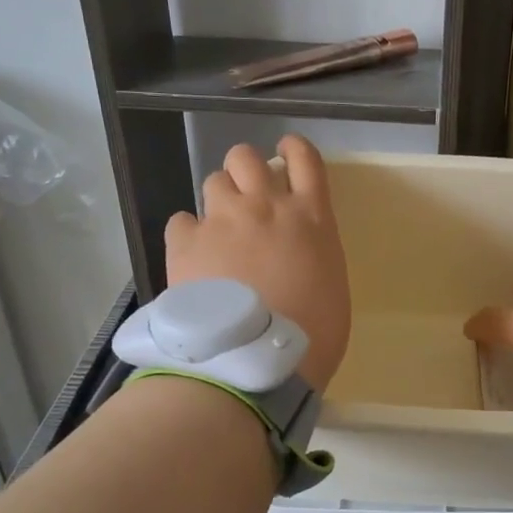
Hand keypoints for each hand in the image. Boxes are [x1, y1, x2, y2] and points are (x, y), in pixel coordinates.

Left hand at [164, 136, 350, 391]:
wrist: (257, 363)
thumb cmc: (313, 335)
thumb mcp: (331, 284)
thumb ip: (314, 250)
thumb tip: (298, 249)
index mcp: (311, 217)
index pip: (304, 158)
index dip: (292, 149)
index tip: (285, 153)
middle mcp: (266, 206)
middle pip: (246, 157)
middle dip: (245, 170)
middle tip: (247, 197)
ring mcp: (224, 221)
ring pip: (213, 181)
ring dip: (219, 200)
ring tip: (220, 231)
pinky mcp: (186, 243)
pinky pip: (181, 220)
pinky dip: (189, 233)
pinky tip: (194, 256)